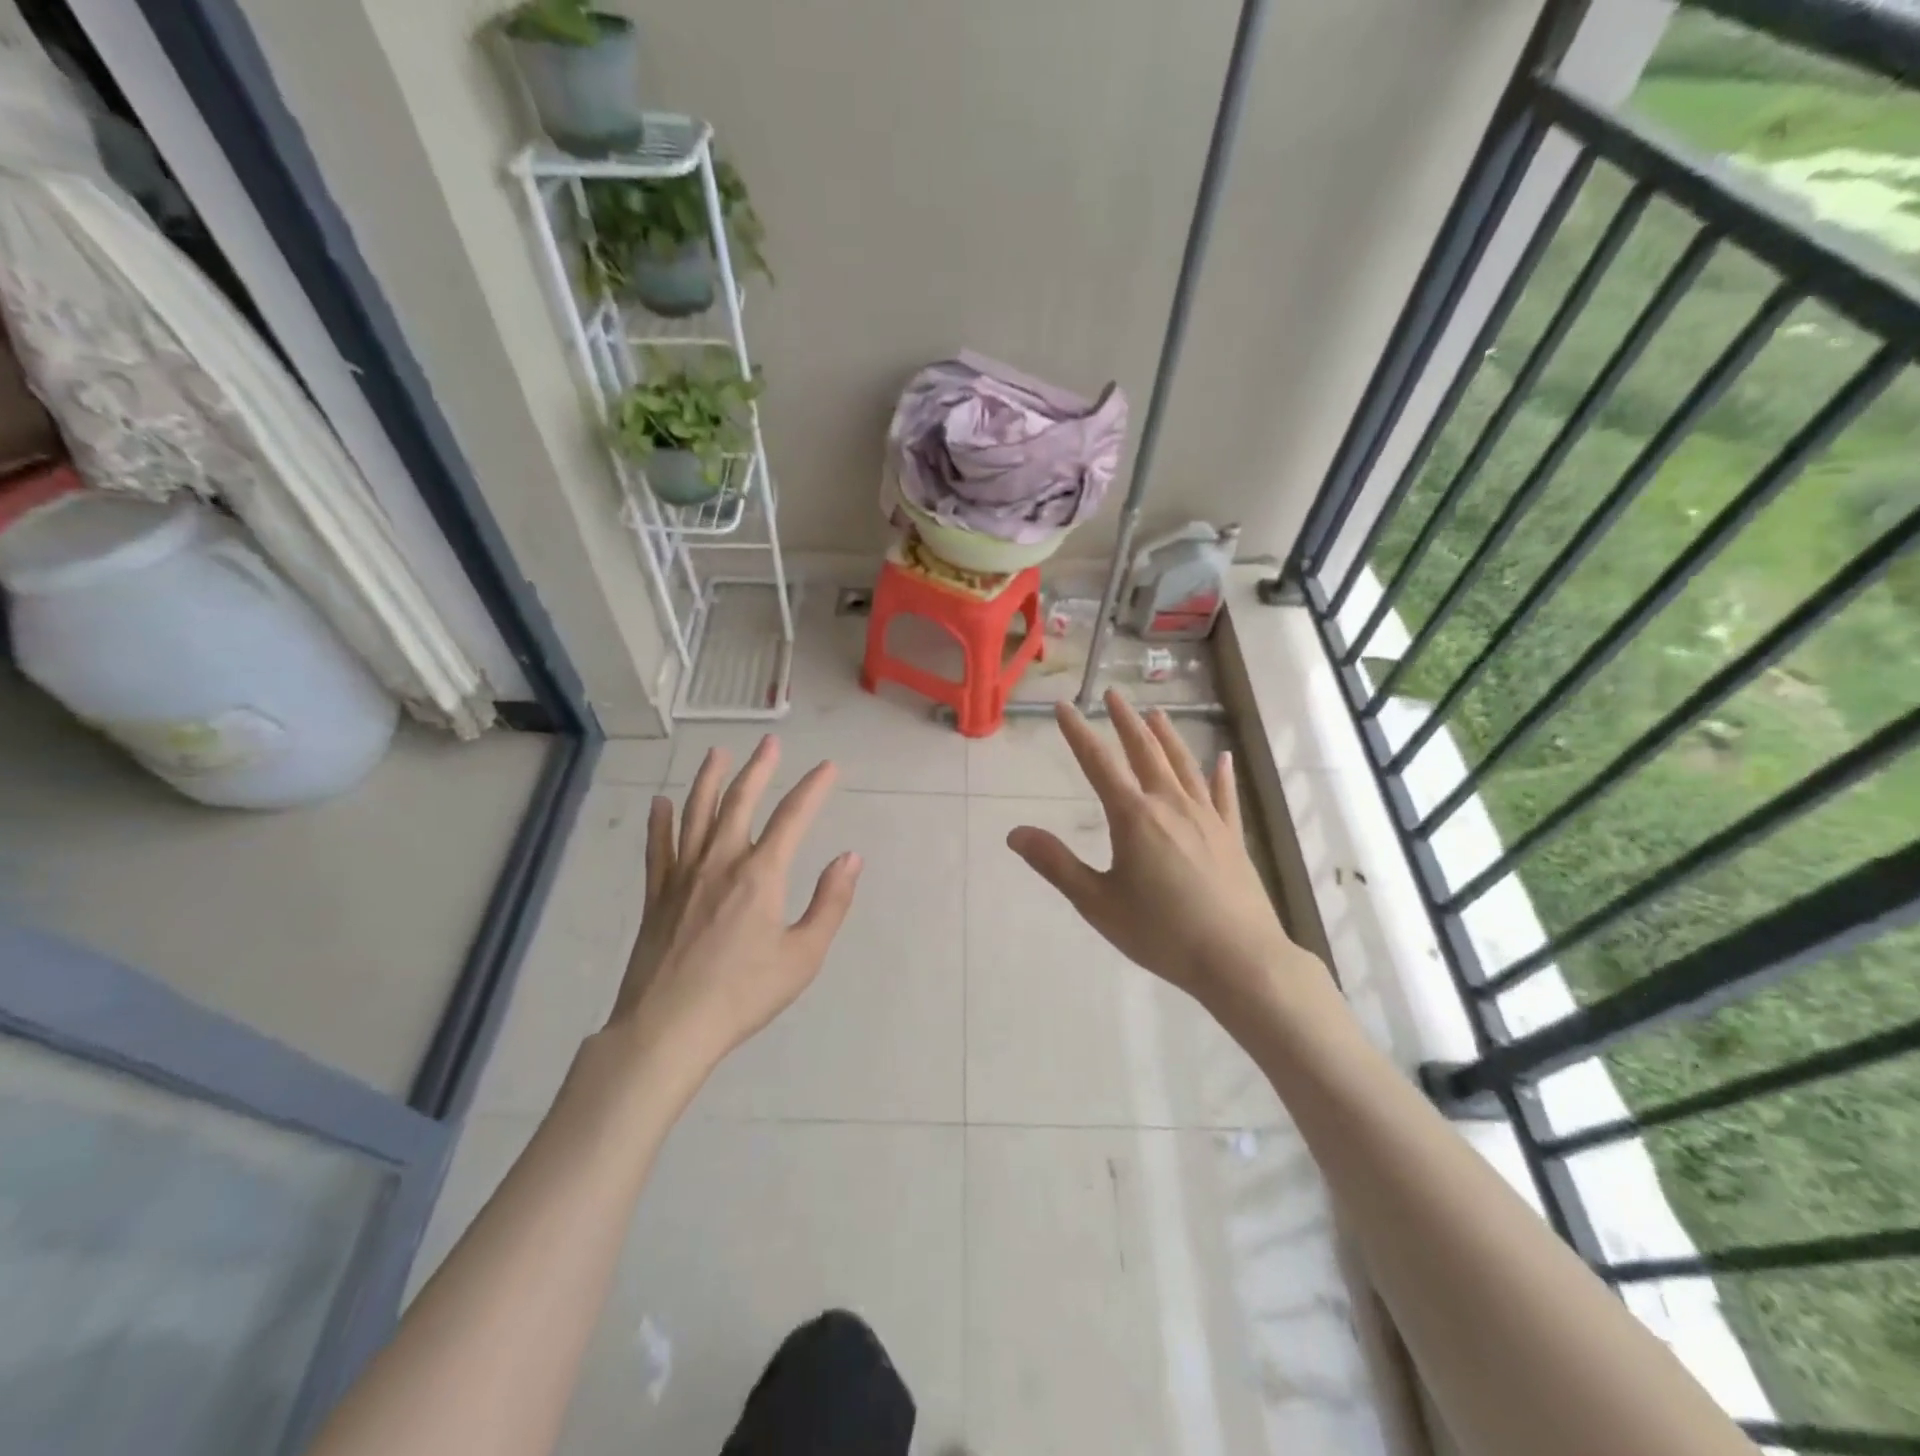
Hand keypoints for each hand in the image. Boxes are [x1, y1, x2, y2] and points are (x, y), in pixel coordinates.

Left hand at [609, 737, 861, 1078]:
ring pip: (696, 813)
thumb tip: (849, 857)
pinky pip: (658, 846)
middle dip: (759, 768)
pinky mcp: (657, 894)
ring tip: (717, 753)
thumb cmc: (743, 994)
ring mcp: (683, 874)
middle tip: (770, 743)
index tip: (829, 767)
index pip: (793, 816)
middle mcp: (721, 861)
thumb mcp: (803, 955)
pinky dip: (660, 821)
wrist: (668, 1028)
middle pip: (740, 800)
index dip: (814, 787)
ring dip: (709, 779)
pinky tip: (660, 803)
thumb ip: (830, 902)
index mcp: (761, 874)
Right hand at [1007, 691, 1307, 1015]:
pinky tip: (1224, 758)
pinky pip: (1224, 795)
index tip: (1063, 706)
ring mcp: (1206, 817)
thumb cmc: (1161, 933)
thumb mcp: (1097, 902)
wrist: (1238, 959)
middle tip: (1112, 695)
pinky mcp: (1232, 836)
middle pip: (1145, 751)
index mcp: (1134, 817)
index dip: (1077, 733)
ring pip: (1184, 764)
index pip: (1098, 763)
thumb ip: (1056, 864)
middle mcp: (1170, 805)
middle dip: (1125, 721)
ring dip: (1167, 735)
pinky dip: (1221, 774)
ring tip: (1156, 713)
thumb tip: (1015, 833)